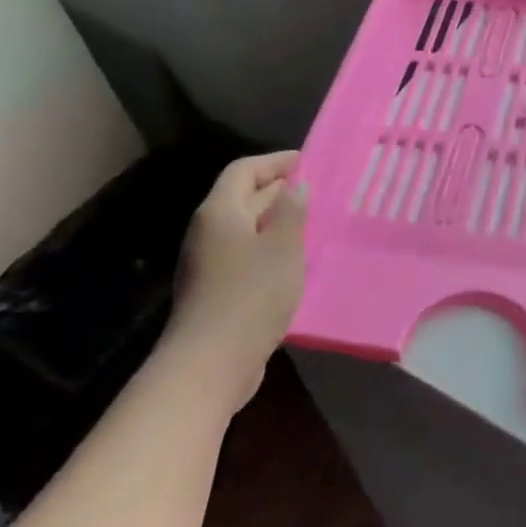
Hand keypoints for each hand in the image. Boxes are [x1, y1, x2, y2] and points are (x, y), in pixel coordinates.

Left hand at [172, 152, 308, 398]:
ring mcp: (209, 263)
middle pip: (242, 197)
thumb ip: (292, 211)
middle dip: (278, 191)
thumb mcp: (283, 246)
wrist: (209, 364)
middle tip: (317, 191)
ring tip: (312, 224)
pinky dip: (269, 249)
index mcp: (220, 211)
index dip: (275, 162)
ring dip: (276, 222)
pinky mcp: (216, 291)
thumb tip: (296, 187)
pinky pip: (245, 255)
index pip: (244, 170)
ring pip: (246, 229)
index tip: (306, 162)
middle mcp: (209, 231)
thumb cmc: (251, 294)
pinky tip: (294, 262)